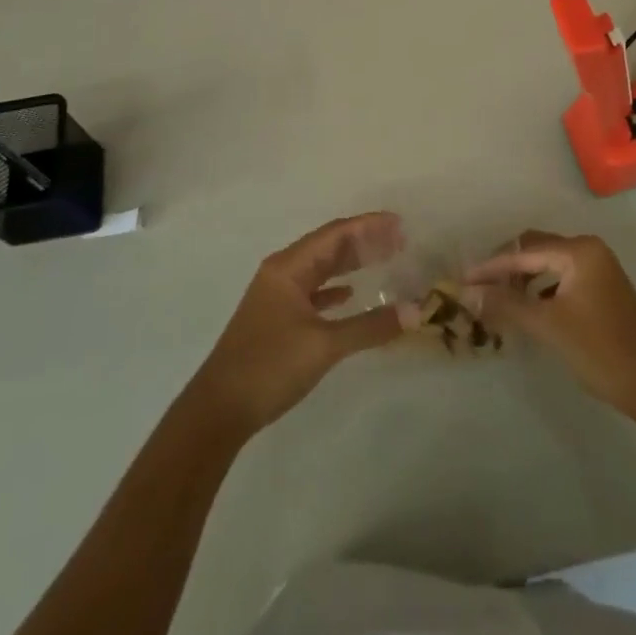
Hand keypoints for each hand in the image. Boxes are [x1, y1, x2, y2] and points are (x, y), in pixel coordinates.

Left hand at [189, 211, 405, 435]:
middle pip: (328, 246)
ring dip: (350, 263)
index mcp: (288, 267)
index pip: (336, 234)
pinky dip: (334, 288)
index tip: (401, 224)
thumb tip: (416, 311)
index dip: (369, 226)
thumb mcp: (324, 345)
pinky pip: (312, 290)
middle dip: (363, 242)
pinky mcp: (276, 318)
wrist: (219, 410)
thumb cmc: (270, 366)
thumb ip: (370, 327)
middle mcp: (282, 273)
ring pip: (320, 268)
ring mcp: (277, 296)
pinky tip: (350, 294)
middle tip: (400, 241)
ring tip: (384, 260)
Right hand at [465, 230, 635, 420]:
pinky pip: (561, 277)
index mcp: (578, 251)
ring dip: (523, 278)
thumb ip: (507, 304)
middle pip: (536, 249)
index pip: (523, 252)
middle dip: (506, 268)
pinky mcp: (602, 289)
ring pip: (548, 263)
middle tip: (479, 289)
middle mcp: (589, 250)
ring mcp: (599, 269)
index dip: (491, 267)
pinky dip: (541, 288)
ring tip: (499, 300)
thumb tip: (468, 292)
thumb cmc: (601, 350)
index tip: (462, 281)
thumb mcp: (548, 326)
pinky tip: (528, 309)